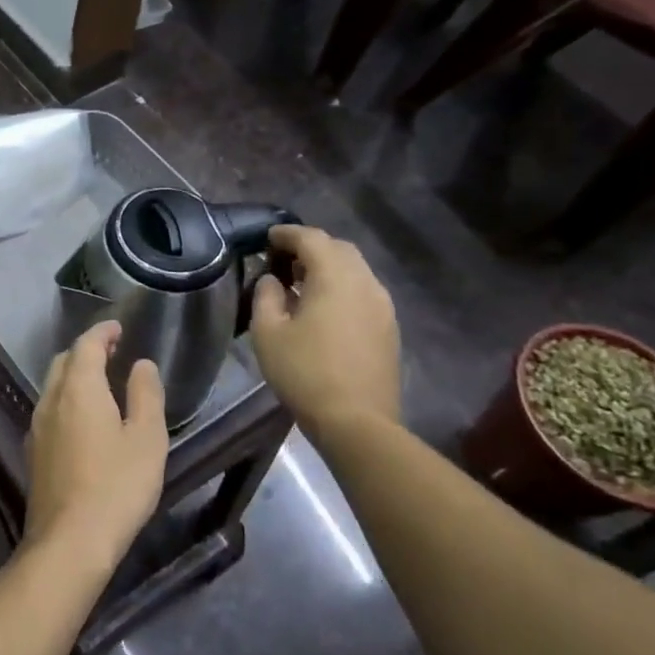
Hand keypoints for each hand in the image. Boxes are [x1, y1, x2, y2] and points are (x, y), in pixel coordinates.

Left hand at [23, 321, 168, 574]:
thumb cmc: (117, 486)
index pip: (86, 345)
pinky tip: (82, 419)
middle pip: (64, 361)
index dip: (102, 332)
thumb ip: (145, 394)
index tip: (118, 327)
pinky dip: (66, 399)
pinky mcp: (33, 453)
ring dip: (74, 375)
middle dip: (86, 350)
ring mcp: (37, 427)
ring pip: (53, 386)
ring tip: (100, 381)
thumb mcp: (146, 438)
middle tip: (111, 351)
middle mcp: (50, 400)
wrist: (69, 542)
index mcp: (79, 389)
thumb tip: (141, 364)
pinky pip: (49, 410)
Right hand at [250, 226, 400, 432]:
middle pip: (339, 249)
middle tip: (283, 259)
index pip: (311, 238)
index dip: (287, 234)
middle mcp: (365, 282)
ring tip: (301, 283)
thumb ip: (266, 296)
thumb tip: (272, 279)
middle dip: (311, 247)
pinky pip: (363, 292)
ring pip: (355, 270)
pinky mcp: (388, 327)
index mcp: (335, 277)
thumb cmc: (304, 372)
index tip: (267, 237)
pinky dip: (342, 288)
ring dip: (329, 268)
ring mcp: (382, 305)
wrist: (356, 421)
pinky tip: (323, 309)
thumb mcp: (268, 333)